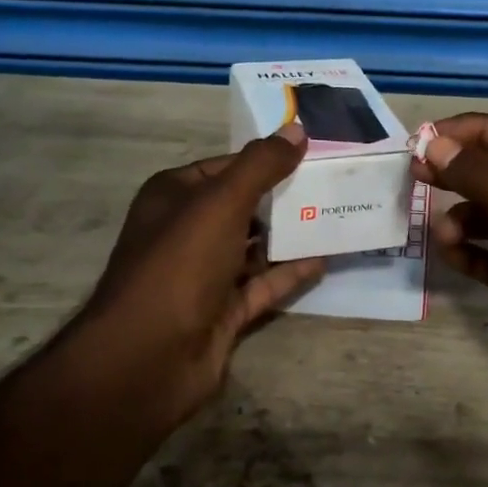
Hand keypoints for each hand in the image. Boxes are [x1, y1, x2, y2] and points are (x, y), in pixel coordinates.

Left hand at [76, 123, 324, 435]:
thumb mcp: (221, 202)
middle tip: (334, 184)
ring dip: (291, 234)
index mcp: (174, 197)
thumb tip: (296, 130)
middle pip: (243, 206)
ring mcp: (205, 274)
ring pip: (256, 246)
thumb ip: (260, 166)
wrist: (149, 356)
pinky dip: (291, 272)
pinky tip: (325, 258)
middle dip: (284, 197)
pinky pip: (264, 284)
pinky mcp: (224, 310)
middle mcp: (187, 232)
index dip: (266, 159)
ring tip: (338, 216)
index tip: (312, 154)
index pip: (226, 168)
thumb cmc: (180, 263)